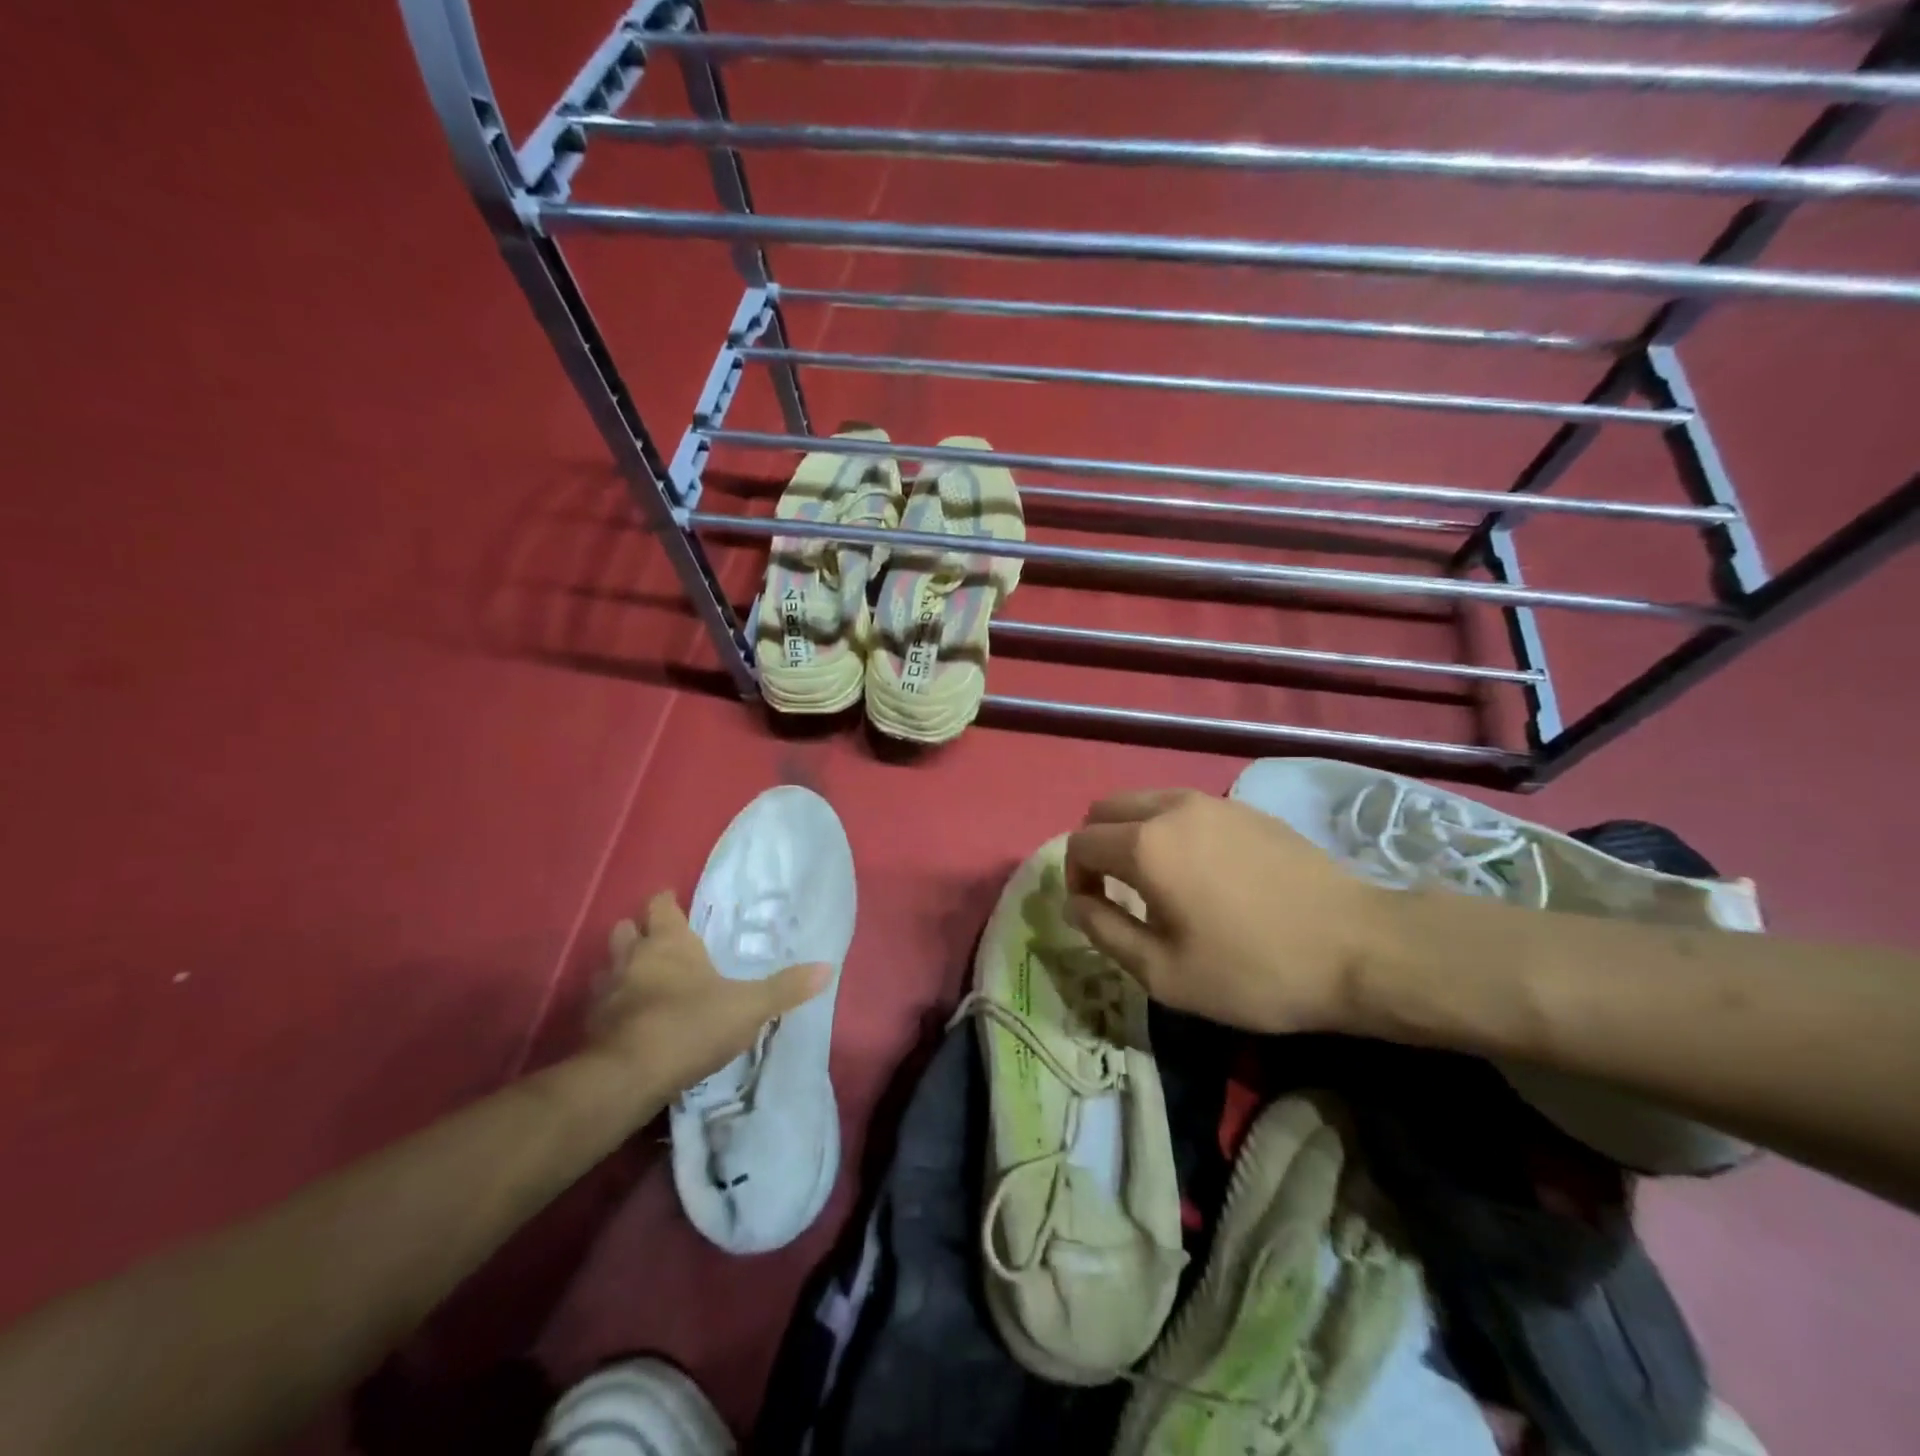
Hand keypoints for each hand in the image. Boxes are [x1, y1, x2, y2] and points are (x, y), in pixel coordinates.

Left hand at [585, 892, 828, 1099]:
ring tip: (643, 982)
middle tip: (660, 943)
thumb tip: (828, 967)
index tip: (675, 904)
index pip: (660, 905)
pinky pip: (600, 1004)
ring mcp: (606, 990)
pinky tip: (629, 1021)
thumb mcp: (749, 1007)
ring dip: (622, 968)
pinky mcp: (590, 1025)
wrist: (628, 1077)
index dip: (666, 902)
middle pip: (625, 929)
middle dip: (638, 932)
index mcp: (669, 942)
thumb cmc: (691, 1025)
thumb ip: (786, 988)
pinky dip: (612, 1006)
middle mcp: (633, 957)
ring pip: (608, 965)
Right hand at [1063, 789, 1384, 1033]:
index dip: (1074, 878)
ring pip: (1146, 801)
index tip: (1095, 911)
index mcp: (1145, 845)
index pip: (1080, 844)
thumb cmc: (1253, 970)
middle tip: (1116, 891)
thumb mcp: (1165, 973)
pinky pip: (1184, 806)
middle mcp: (1171, 808)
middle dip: (1096, 846)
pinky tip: (1201, 870)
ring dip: (1133, 833)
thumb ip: (1105, 931)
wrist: (1359, 947)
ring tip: (1157, 880)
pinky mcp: (1246, 808)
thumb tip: (1074, 903)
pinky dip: (1170, 828)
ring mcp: (1213, 802)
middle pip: (1106, 809)